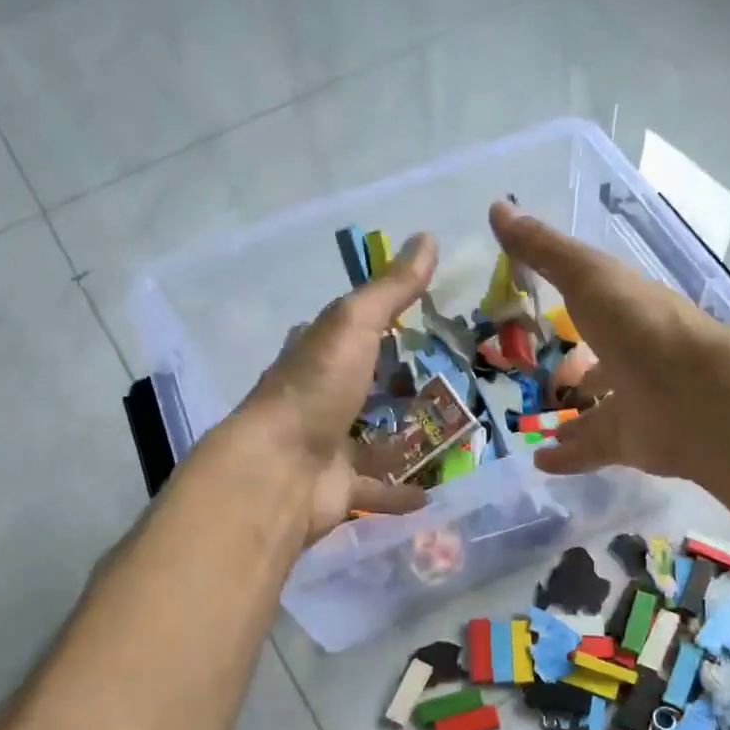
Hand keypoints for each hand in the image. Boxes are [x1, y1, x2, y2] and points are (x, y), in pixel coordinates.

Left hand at [242, 232, 440, 543]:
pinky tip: (435, 493)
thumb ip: (391, 289)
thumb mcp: (354, 325)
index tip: (423, 319)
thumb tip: (428, 236)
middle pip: (365, 386)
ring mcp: (328, 446)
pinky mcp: (340, 489)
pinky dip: (402, 492)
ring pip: (373, 440)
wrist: (278, 472)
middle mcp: (319, 398)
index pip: (350, 330)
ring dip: (403, 438)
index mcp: (317, 354)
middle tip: (451, 380)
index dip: (381, 322)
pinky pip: (378, 489)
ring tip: (452, 433)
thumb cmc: (315, 389)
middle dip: (398, 385)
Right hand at [488, 201, 729, 487]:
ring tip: (535, 424)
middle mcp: (635, 356)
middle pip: (602, 362)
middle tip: (540, 376)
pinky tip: (539, 462)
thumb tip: (497, 207)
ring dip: (572, 416)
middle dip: (578, 368)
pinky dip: (567, 456)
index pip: (598, 302)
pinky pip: (593, 450)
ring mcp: (637, 401)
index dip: (572, 301)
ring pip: (599, 410)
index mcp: (629, 311)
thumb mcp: (587, 277)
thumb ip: (544, 250)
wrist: (698, 396)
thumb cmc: (640, 326)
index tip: (543, 305)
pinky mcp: (633, 443)